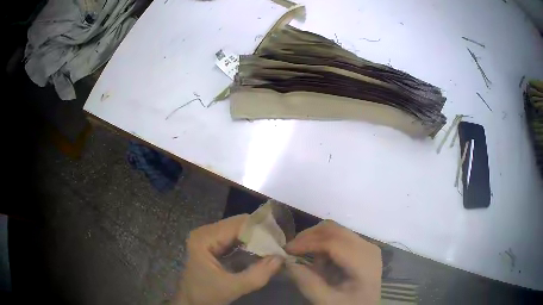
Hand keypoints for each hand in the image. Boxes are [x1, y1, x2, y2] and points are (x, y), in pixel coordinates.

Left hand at [173, 214, 282, 304]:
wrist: (191, 302)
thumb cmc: (206, 295)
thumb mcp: (232, 288)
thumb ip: (257, 275)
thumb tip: (281, 258)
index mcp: (204, 238)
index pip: (238, 224)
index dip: (261, 230)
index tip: (280, 239)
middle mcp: (205, 231)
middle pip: (238, 224)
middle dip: (260, 234)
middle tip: (279, 244)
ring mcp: (208, 236)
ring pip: (238, 229)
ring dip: (256, 238)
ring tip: (274, 246)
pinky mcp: (212, 243)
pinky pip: (235, 237)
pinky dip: (249, 243)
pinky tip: (261, 251)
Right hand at [285, 220, 381, 304]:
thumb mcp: (327, 301)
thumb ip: (308, 283)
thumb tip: (288, 262)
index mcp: (364, 262)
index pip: (333, 242)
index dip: (308, 243)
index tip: (286, 250)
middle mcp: (367, 247)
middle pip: (334, 230)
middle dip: (309, 237)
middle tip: (291, 249)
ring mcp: (365, 245)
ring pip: (335, 230)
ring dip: (316, 240)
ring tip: (305, 258)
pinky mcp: (361, 247)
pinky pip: (339, 237)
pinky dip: (323, 244)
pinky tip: (319, 261)